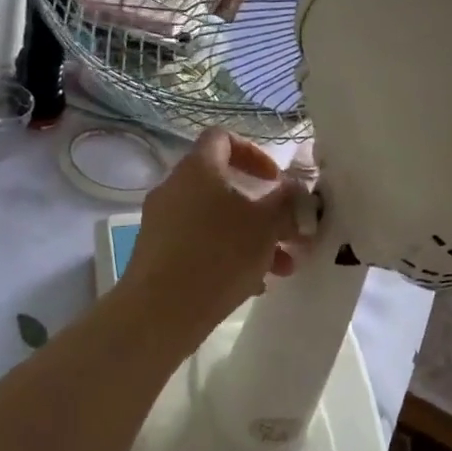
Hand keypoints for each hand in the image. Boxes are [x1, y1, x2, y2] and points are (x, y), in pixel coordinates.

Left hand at [118, 129, 312, 339]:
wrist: (160, 312)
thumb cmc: (219, 255)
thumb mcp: (267, 225)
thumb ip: (286, 201)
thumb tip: (294, 188)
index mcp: (198, 169)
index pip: (223, 138)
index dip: (254, 152)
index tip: (275, 181)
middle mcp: (175, 188)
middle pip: (223, 186)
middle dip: (262, 209)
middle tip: (288, 232)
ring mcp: (162, 222)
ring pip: (215, 220)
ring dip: (251, 237)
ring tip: (282, 268)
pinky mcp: (157, 254)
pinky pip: (199, 244)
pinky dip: (227, 256)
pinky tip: (253, 286)